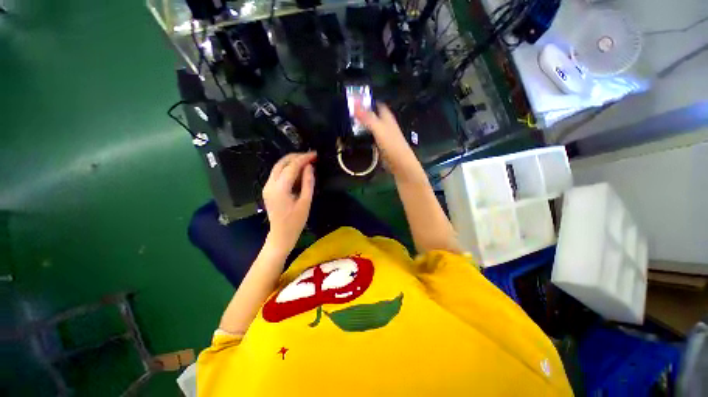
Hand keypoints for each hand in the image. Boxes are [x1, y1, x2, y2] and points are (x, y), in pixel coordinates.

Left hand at [262, 152, 316, 251]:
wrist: (281, 235)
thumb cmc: (295, 222)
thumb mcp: (305, 202)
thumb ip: (307, 183)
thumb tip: (309, 167)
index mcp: (280, 189)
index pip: (291, 167)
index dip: (303, 159)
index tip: (314, 155)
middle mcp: (270, 184)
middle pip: (281, 163)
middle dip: (296, 157)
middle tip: (311, 156)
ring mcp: (267, 186)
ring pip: (278, 166)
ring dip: (292, 161)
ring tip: (307, 161)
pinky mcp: (268, 189)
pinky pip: (278, 173)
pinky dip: (288, 169)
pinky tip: (298, 171)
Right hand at [354, 104, 423, 182]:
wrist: (399, 162)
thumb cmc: (391, 144)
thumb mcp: (378, 129)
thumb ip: (367, 117)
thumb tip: (354, 104)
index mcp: (387, 118)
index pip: (378, 105)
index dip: (368, 102)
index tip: (356, 101)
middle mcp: (386, 125)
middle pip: (374, 116)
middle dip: (364, 114)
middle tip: (350, 114)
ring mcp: (384, 136)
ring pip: (373, 127)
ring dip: (364, 126)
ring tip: (351, 125)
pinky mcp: (382, 146)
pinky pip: (372, 138)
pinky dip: (366, 136)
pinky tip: (358, 139)